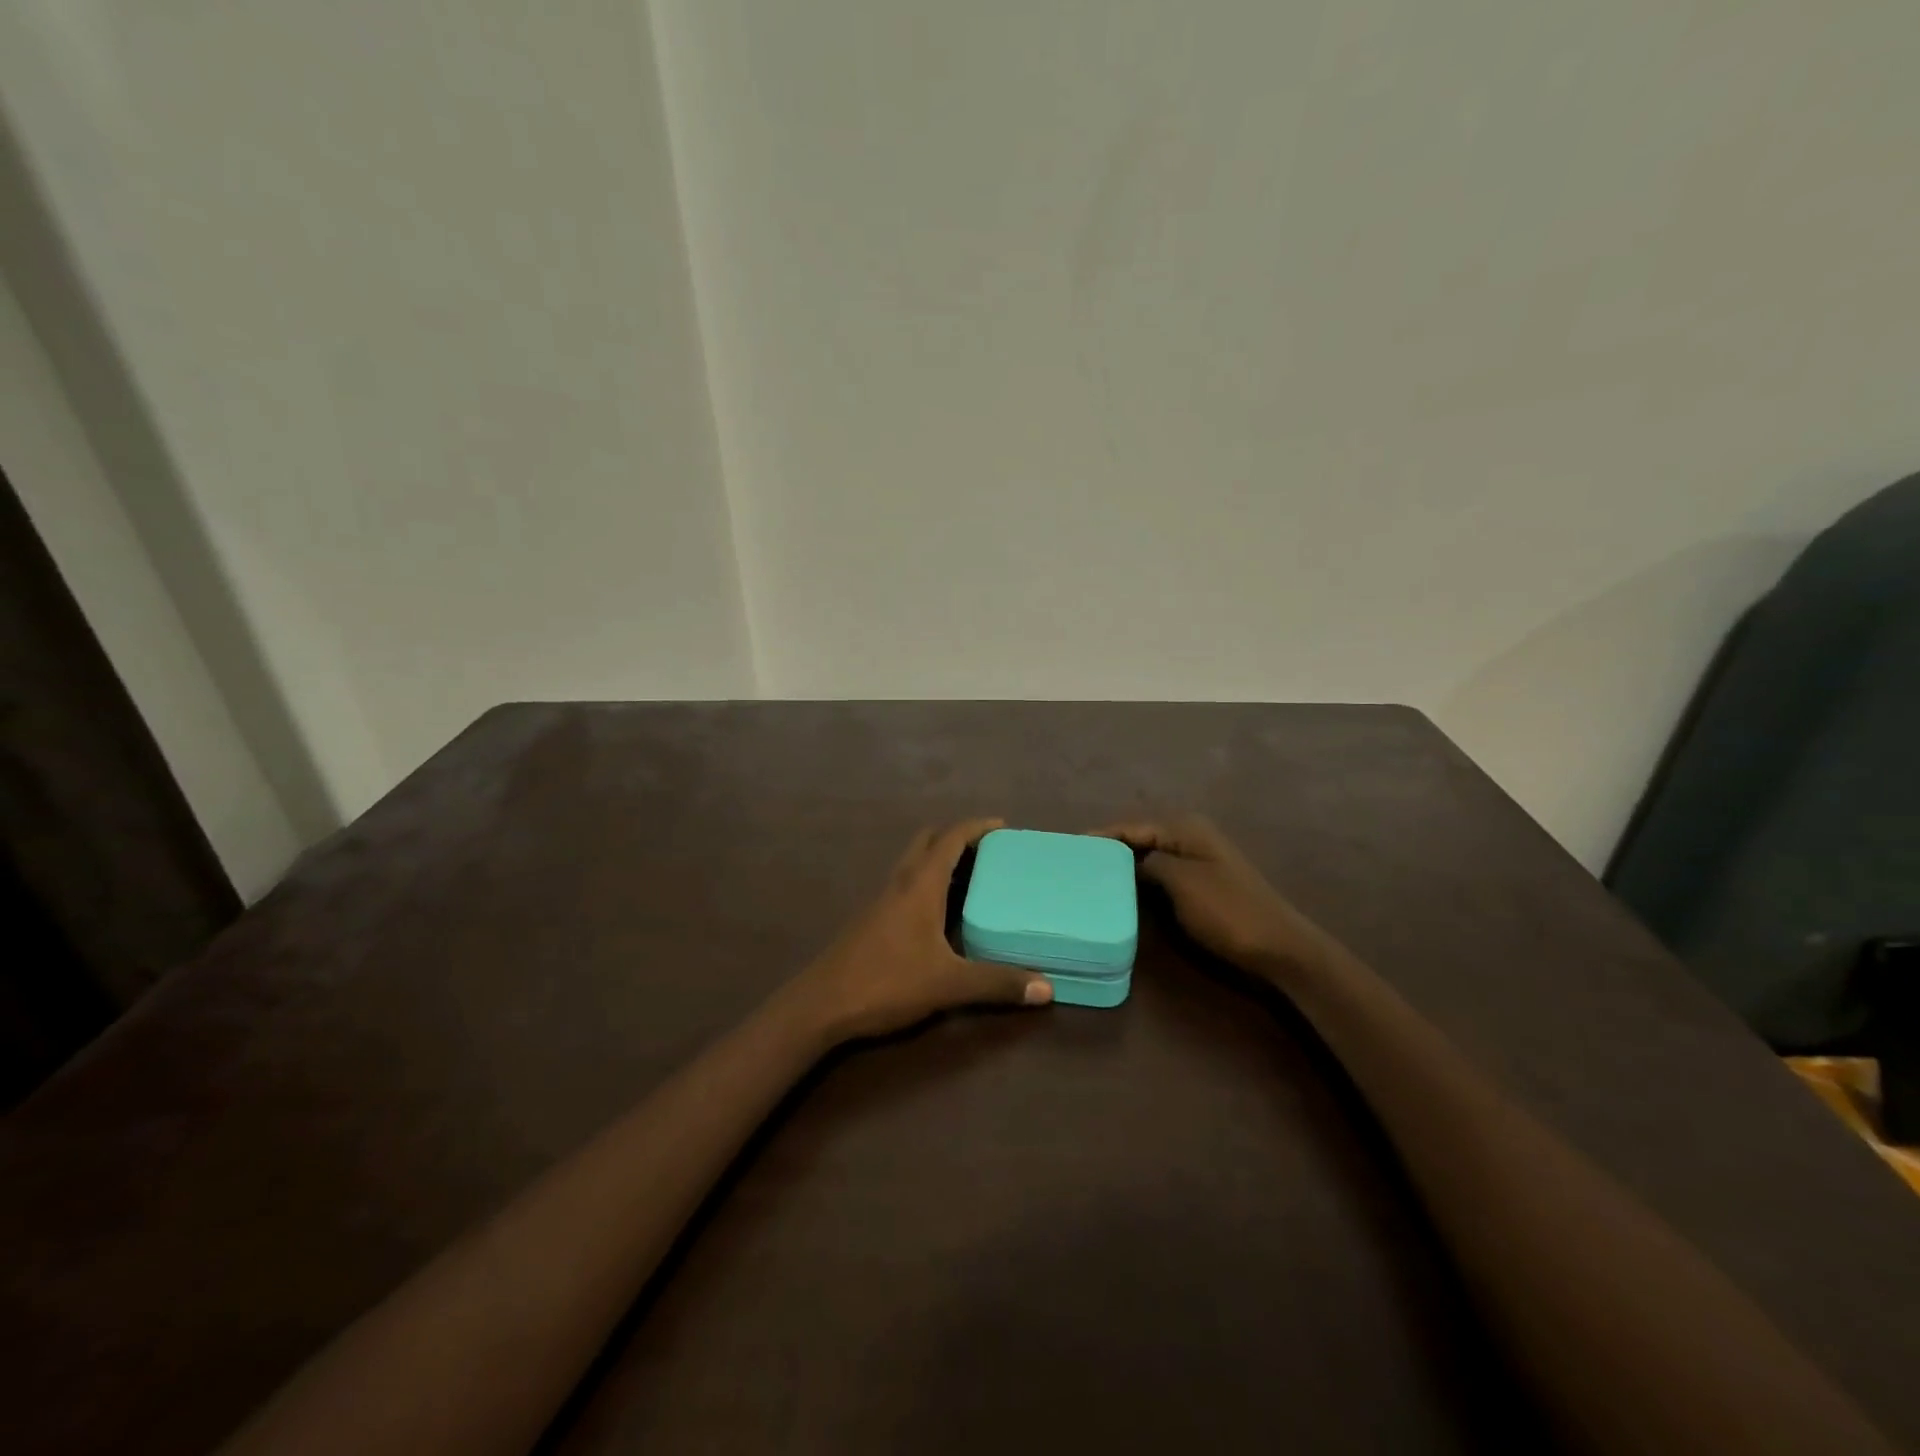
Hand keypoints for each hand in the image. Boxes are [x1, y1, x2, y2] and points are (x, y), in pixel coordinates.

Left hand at [790, 818, 1052, 1041]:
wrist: (821, 1004)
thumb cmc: (886, 982)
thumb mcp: (948, 984)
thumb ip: (996, 983)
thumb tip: (1047, 988)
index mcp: (920, 885)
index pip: (950, 839)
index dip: (976, 827)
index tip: (1003, 826)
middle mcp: (900, 883)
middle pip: (928, 841)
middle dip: (957, 837)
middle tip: (988, 850)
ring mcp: (882, 900)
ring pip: (914, 862)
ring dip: (940, 859)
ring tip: (972, 877)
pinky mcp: (872, 920)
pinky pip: (906, 885)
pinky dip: (927, 882)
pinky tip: (941, 913)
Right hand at [1095, 816, 1338, 978]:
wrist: (1279, 947)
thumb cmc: (1227, 911)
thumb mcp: (1180, 882)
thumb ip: (1148, 863)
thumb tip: (1127, 861)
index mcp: (1185, 828)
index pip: (1131, 826)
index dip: (1101, 836)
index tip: (1069, 848)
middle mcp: (1190, 836)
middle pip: (1139, 838)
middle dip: (1110, 850)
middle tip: (1075, 865)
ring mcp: (1198, 860)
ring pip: (1150, 857)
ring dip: (1124, 867)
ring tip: (1090, 879)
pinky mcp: (1202, 883)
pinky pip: (1161, 874)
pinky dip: (1141, 881)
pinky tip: (1123, 893)